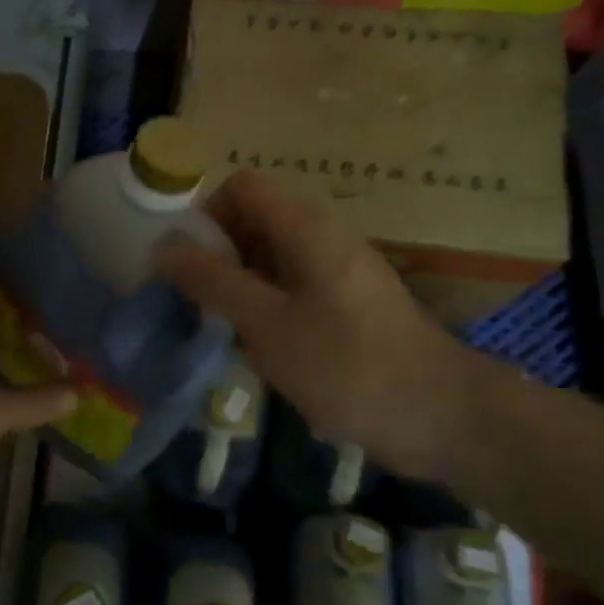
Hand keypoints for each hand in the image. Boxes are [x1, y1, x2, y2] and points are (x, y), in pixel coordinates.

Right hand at [155, 171, 486, 479]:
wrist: (441, 417)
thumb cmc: (347, 365)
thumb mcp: (266, 323)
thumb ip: (212, 281)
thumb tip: (163, 245)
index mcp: (307, 227)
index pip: (242, 187)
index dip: (207, 214)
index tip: (188, 264)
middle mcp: (324, 238)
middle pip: (254, 220)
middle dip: (217, 254)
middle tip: (197, 303)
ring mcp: (338, 273)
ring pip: (270, 258)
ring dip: (238, 285)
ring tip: (221, 330)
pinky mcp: (347, 306)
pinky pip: (291, 288)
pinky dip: (265, 307)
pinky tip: (258, 349)